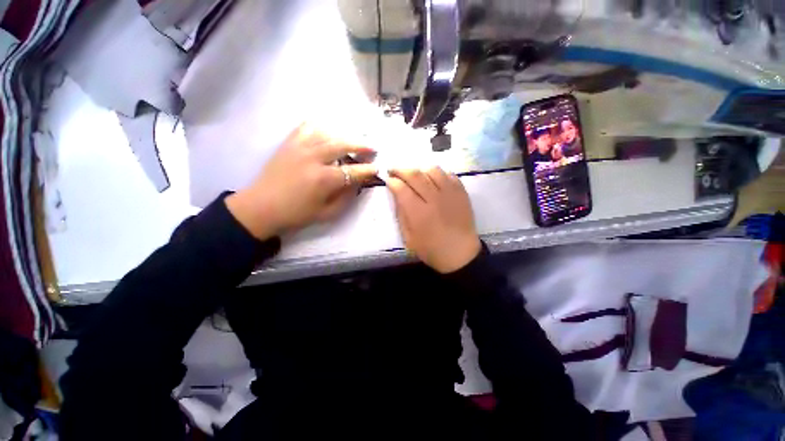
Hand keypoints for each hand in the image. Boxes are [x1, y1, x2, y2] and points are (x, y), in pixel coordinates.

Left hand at [226, 125, 376, 238]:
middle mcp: (313, 159)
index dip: (368, 170)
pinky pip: (306, 127)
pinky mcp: (288, 144)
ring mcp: (299, 148)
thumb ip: (345, 197)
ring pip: (327, 133)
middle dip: (361, 146)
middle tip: (371, 149)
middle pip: (343, 145)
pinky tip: (326, 133)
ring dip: (343, 137)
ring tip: (351, 142)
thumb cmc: (296, 214)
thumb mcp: (327, 213)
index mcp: (324, 179)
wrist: (261, 208)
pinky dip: (320, 128)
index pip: (353, 171)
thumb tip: (357, 183)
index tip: (377, 168)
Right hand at [387, 167, 480, 273]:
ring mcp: (450, 194)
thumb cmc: (431, 250)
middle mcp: (434, 199)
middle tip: (394, 169)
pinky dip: (438, 173)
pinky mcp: (462, 193)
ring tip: (414, 173)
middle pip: (415, 175)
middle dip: (400, 169)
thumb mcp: (409, 238)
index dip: (392, 181)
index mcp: (419, 213)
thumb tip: (397, 195)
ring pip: (432, 170)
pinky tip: (432, 178)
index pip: (401, 188)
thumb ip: (401, 215)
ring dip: (419, 169)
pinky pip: (449, 174)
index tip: (387, 179)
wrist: (460, 254)